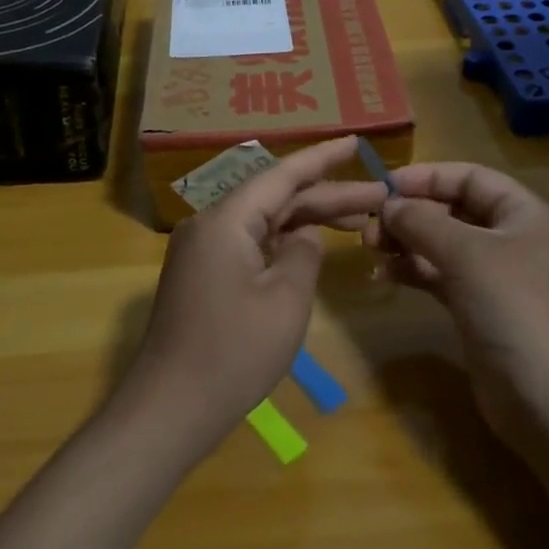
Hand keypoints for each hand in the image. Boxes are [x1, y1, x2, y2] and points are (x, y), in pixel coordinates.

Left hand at [126, 136, 387, 459]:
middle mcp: (210, 223)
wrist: (170, 407)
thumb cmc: (233, 353)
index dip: (322, 157)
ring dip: (307, 218)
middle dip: (327, 194)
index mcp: (227, 219)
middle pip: (276, 197)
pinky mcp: (203, 274)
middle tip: (379, 192)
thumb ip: (304, 254)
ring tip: (360, 217)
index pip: (282, 174)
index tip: (356, 141)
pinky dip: (283, 242)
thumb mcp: (286, 300)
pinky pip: (250, 243)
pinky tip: (312, 245)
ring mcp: (203, 250)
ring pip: (264, 220)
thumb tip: (304, 235)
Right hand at [366, 162, 548, 458]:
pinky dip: (414, 271)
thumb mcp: (466, 254)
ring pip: (443, 245)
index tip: (383, 186)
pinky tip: (384, 274)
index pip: (470, 177)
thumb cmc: (513, 308)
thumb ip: (422, 221)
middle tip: (368, 226)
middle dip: (410, 213)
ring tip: (369, 248)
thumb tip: (388, 204)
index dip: (427, 176)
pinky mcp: (480, 309)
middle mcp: (512, 239)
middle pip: (454, 210)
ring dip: (407, 242)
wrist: (548, 400)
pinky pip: (441, 276)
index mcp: (524, 214)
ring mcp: (497, 277)